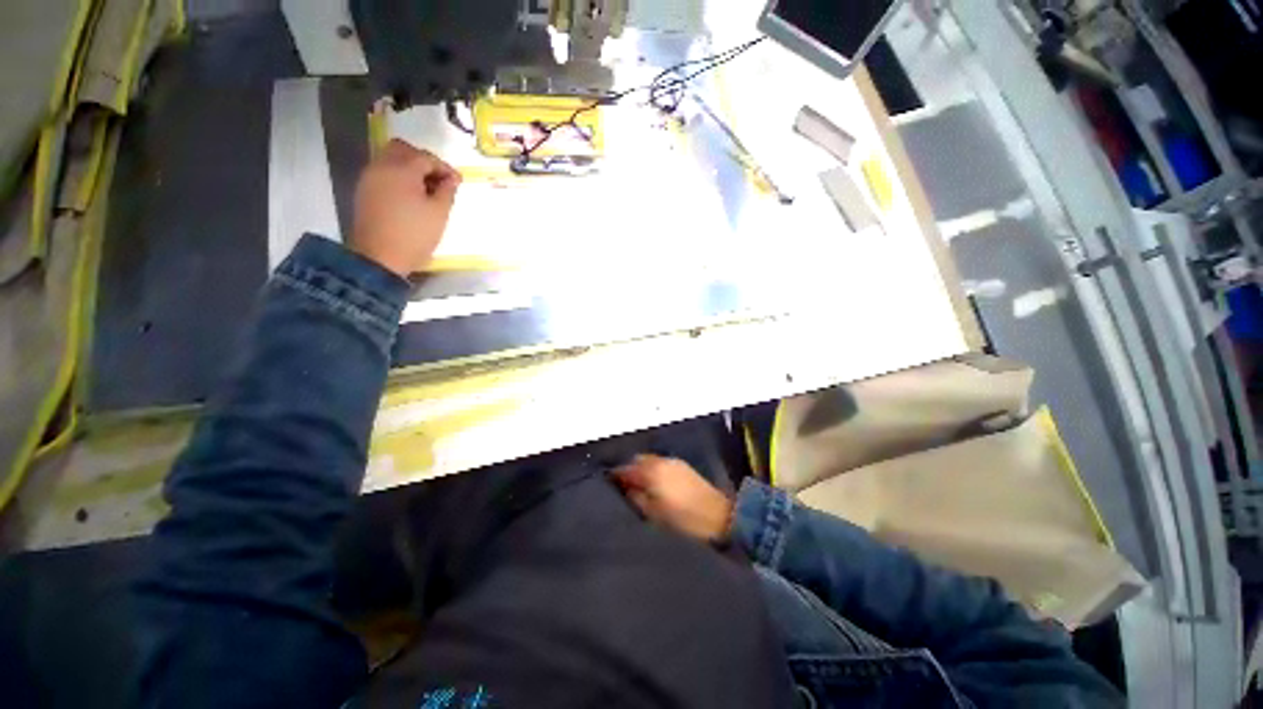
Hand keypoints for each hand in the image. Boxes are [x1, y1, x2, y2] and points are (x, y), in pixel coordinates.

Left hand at [352, 139, 461, 277]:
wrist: (379, 257)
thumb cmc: (414, 235)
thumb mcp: (439, 214)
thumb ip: (447, 192)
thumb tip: (451, 180)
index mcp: (402, 170)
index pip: (426, 157)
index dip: (445, 168)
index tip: (458, 183)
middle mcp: (382, 166)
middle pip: (403, 149)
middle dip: (423, 160)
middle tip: (439, 180)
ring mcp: (370, 177)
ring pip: (390, 158)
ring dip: (409, 168)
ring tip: (426, 190)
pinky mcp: (364, 190)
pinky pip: (383, 172)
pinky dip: (398, 177)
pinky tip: (410, 196)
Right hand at [612, 455, 733, 543]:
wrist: (719, 517)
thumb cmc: (683, 520)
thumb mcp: (654, 515)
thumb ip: (636, 498)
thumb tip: (625, 487)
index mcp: (651, 472)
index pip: (626, 468)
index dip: (615, 475)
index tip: (608, 484)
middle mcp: (661, 461)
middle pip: (637, 460)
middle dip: (629, 469)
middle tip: (623, 485)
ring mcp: (674, 462)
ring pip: (650, 460)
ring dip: (642, 468)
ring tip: (638, 485)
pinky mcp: (683, 466)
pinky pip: (661, 462)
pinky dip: (653, 469)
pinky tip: (654, 483)